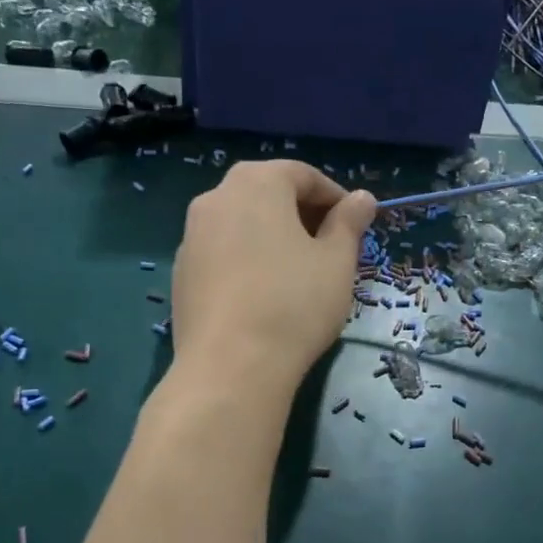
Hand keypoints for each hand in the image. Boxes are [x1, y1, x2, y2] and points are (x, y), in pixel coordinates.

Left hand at [170, 160, 375, 396]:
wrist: (230, 366)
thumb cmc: (294, 304)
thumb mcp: (336, 261)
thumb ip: (349, 223)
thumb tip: (362, 198)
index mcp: (256, 184)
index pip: (302, 175)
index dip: (334, 197)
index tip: (355, 225)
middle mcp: (216, 198)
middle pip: (267, 192)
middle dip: (302, 213)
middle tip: (330, 246)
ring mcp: (191, 235)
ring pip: (241, 222)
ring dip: (272, 235)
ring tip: (299, 271)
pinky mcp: (180, 272)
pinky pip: (222, 251)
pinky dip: (247, 258)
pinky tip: (264, 293)